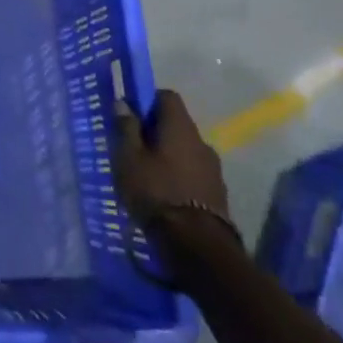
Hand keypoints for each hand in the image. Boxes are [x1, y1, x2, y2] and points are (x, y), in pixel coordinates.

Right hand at [114, 90, 231, 231]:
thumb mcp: (128, 157)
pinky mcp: (218, 193)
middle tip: (132, 149)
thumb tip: (124, 103)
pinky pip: (193, 173)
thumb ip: (126, 128)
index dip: (146, 100)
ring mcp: (214, 169)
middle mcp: (202, 142)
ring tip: (147, 177)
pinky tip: (164, 195)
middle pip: (176, 124)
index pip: (167, 96)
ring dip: (167, 156)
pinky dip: (178, 176)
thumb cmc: (156, 192)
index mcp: (180, 127)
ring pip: (185, 150)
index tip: (129, 116)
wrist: (197, 245)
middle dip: (154, 132)